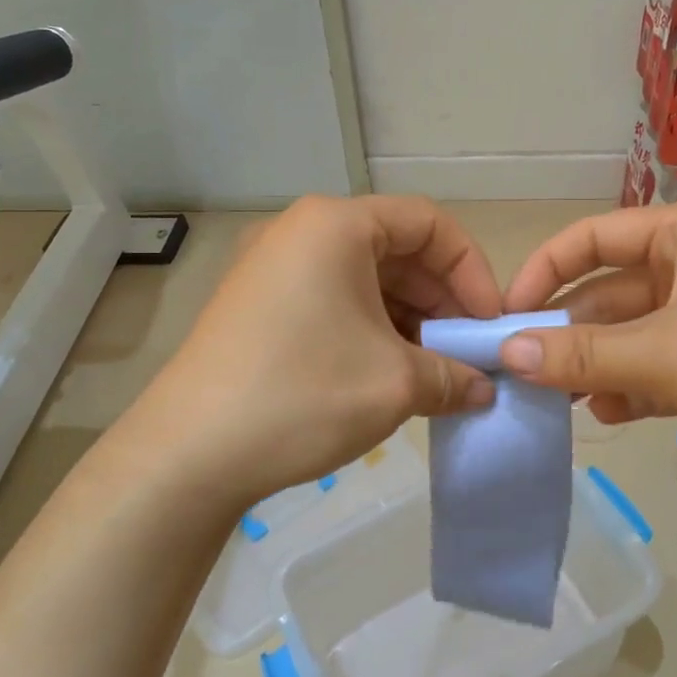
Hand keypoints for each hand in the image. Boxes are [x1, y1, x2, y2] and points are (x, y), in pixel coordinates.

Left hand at [120, 196, 501, 517]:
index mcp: (335, 225)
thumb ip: (454, 376)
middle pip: (395, 248)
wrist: (189, 453)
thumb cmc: (303, 395)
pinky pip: (332, 299)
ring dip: (408, 319)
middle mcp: (300, 231)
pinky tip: (388, 374)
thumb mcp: (395, 384)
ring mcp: (271, 267)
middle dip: (440, 299)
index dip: (471, 269)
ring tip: (433, 370)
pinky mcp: (256, 304)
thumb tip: (483, 388)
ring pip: (364, 278)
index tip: (488, 323)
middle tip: (466, 352)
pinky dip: (370, 329)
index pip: (428, 222)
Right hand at [499, 202, 676, 511]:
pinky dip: (626, 390)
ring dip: (592, 365)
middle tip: (522, 370)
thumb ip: (583, 353)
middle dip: (567, 330)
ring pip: (627, 337)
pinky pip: (653, 371)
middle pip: (607, 292)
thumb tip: (508, 353)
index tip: (506, 313)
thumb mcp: (668, 353)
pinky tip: (607, 416)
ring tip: (560, 400)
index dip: (545, 269)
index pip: (594, 237)